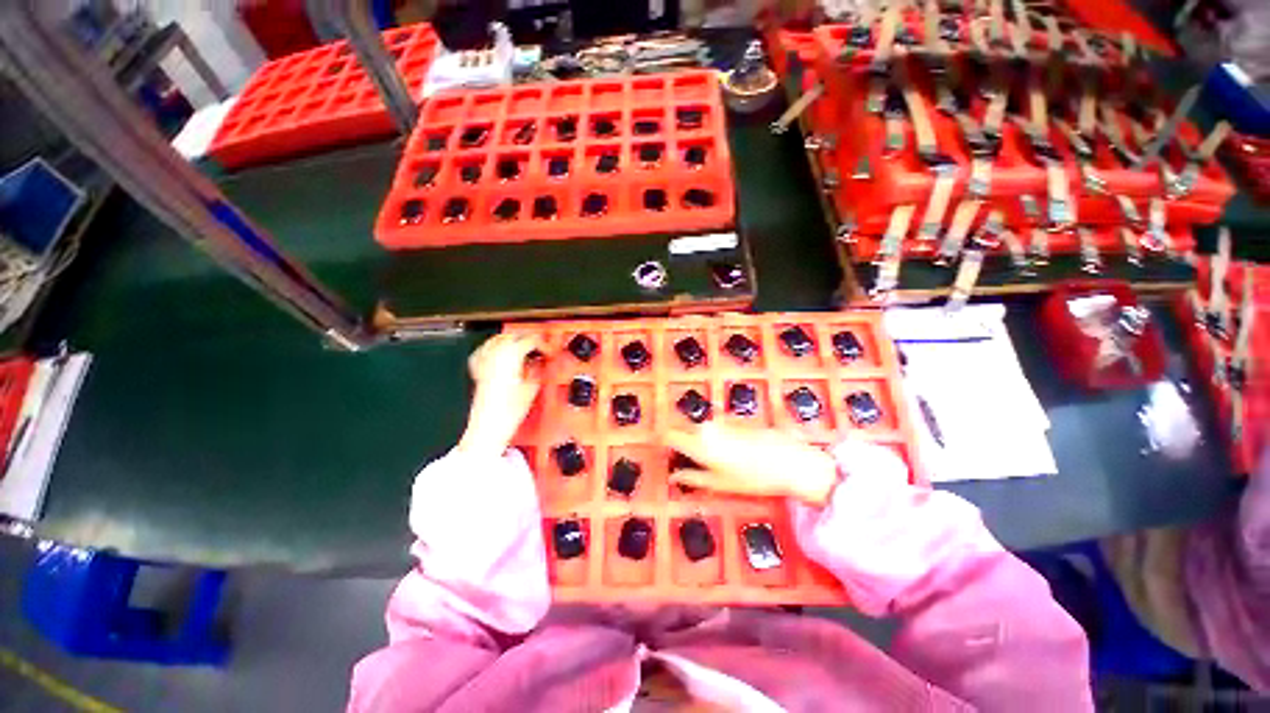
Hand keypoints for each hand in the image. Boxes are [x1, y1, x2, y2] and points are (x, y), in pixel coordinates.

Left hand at [456, 333, 544, 457]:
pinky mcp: (478, 370)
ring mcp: (484, 361)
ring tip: (524, 348)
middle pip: (513, 336)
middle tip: (541, 348)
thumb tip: (541, 362)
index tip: (550, 352)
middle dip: (528, 339)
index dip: (544, 344)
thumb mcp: (532, 387)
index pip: (530, 339)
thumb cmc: (508, 410)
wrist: (488, 427)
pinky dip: (495, 348)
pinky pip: (486, 350)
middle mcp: (495, 354)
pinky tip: (501, 354)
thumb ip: (538, 369)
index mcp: (510, 355)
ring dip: (512, 340)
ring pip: (499, 339)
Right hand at [662, 423, 838, 506]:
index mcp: (698, 444)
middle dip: (685, 443)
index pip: (670, 435)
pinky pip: (717, 426)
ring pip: (702, 429)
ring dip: (703, 439)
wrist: (788, 461)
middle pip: (685, 431)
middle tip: (693, 461)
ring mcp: (720, 421)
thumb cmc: (752, 479)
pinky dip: (717, 435)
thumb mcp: (719, 484)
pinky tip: (734, 450)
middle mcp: (706, 428)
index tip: (663, 448)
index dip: (664, 441)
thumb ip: (693, 477)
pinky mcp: (734, 419)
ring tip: (717, 459)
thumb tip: (673, 477)